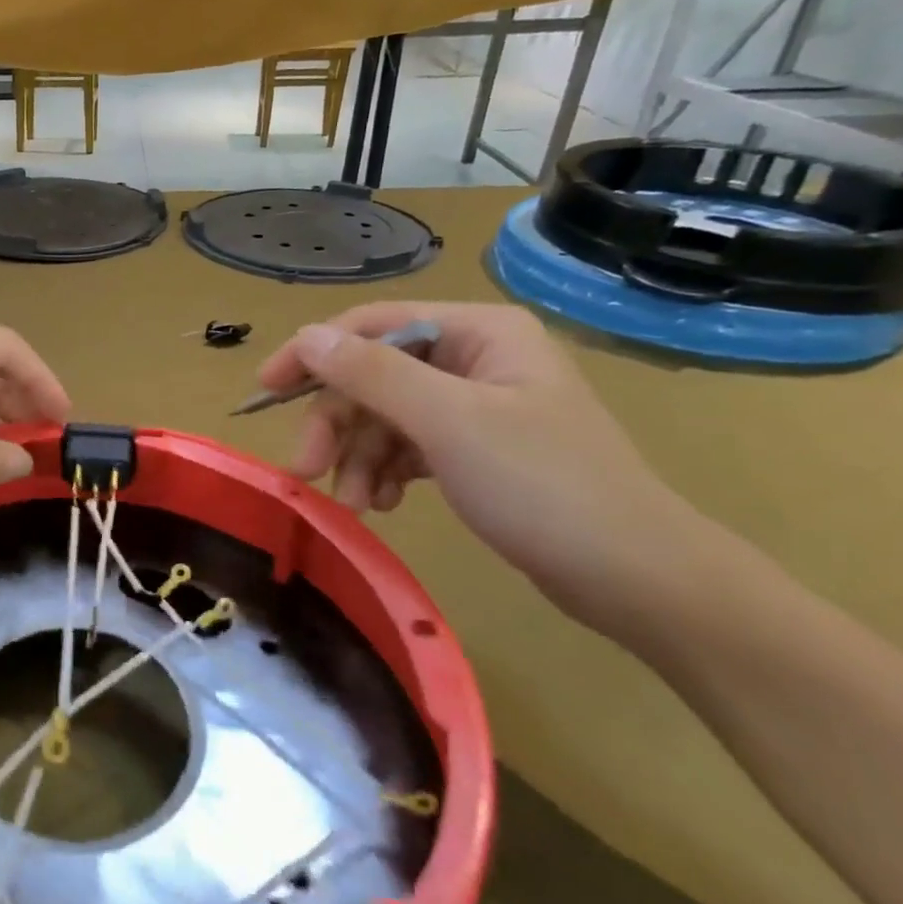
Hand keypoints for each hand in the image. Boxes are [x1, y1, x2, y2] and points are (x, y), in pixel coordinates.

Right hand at [256, 301, 706, 636]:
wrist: (637, 579)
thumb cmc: (544, 487)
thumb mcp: (448, 423)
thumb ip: (371, 374)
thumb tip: (304, 336)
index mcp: (478, 332)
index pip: (371, 324)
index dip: (313, 354)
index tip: (265, 391)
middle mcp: (474, 357)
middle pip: (373, 375)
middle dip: (338, 423)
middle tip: (307, 470)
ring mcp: (475, 405)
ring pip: (384, 416)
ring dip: (358, 456)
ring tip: (355, 503)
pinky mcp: (475, 449)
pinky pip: (407, 446)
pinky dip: (385, 472)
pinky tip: (383, 504)